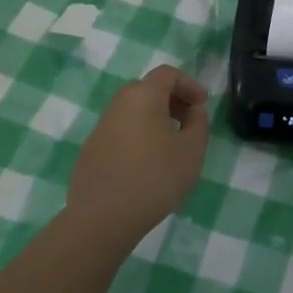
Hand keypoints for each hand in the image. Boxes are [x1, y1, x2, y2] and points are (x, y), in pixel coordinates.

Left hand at [67, 64, 211, 243]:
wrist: (103, 218)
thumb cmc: (155, 177)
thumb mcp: (192, 150)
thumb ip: (198, 122)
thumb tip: (192, 110)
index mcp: (142, 96)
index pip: (167, 74)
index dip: (189, 84)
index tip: (202, 105)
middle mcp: (117, 105)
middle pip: (148, 90)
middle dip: (172, 101)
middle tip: (189, 123)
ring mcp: (100, 128)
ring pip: (132, 113)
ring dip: (154, 120)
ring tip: (170, 147)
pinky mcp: (90, 152)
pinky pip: (120, 133)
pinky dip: (138, 138)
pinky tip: (146, 166)